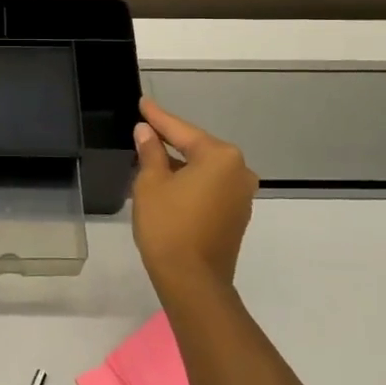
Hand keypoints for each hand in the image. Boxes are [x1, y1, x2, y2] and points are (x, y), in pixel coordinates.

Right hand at [131, 98, 257, 297]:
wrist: (192, 281)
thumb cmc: (168, 226)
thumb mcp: (151, 184)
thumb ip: (150, 152)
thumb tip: (146, 131)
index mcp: (220, 156)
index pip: (181, 130)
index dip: (158, 117)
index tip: (143, 103)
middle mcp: (239, 170)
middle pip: (198, 147)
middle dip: (171, 140)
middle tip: (146, 129)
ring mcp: (242, 194)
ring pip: (205, 169)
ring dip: (181, 163)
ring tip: (152, 156)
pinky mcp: (237, 215)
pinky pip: (211, 187)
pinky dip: (192, 181)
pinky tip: (171, 182)